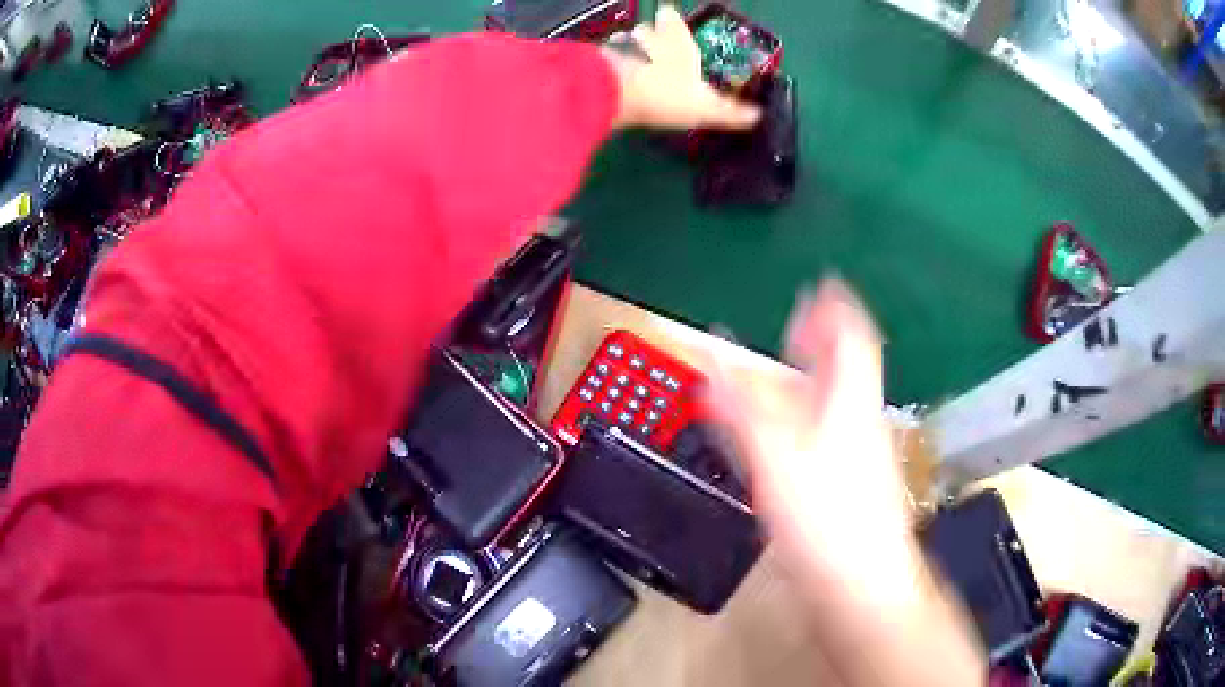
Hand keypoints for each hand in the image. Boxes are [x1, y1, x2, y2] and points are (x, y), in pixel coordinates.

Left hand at [604, 5, 760, 130]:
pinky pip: (606, 60)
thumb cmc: (666, 94)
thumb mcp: (706, 108)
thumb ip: (730, 112)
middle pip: (646, 30)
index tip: (670, 20)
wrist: (612, 95)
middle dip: (648, 36)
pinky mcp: (597, 63)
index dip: (671, 20)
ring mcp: (618, 47)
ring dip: (627, 51)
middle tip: (652, 47)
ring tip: (633, 66)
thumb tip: (757, 115)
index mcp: (677, 41)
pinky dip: (610, 68)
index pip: (672, 20)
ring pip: (624, 43)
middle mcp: (647, 37)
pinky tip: (613, 81)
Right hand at [706, 280, 923, 610]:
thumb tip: (712, 360)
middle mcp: (860, 422)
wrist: (861, 587)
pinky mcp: (849, 488)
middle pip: (847, 369)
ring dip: (810, 384)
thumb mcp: (776, 458)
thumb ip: (741, 407)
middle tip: (794, 332)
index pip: (853, 338)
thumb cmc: (827, 520)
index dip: (835, 308)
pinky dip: (805, 424)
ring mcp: (859, 457)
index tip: (815, 290)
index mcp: (850, 402)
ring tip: (780, 380)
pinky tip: (786, 440)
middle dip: (821, 344)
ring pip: (836, 405)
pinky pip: (828, 438)